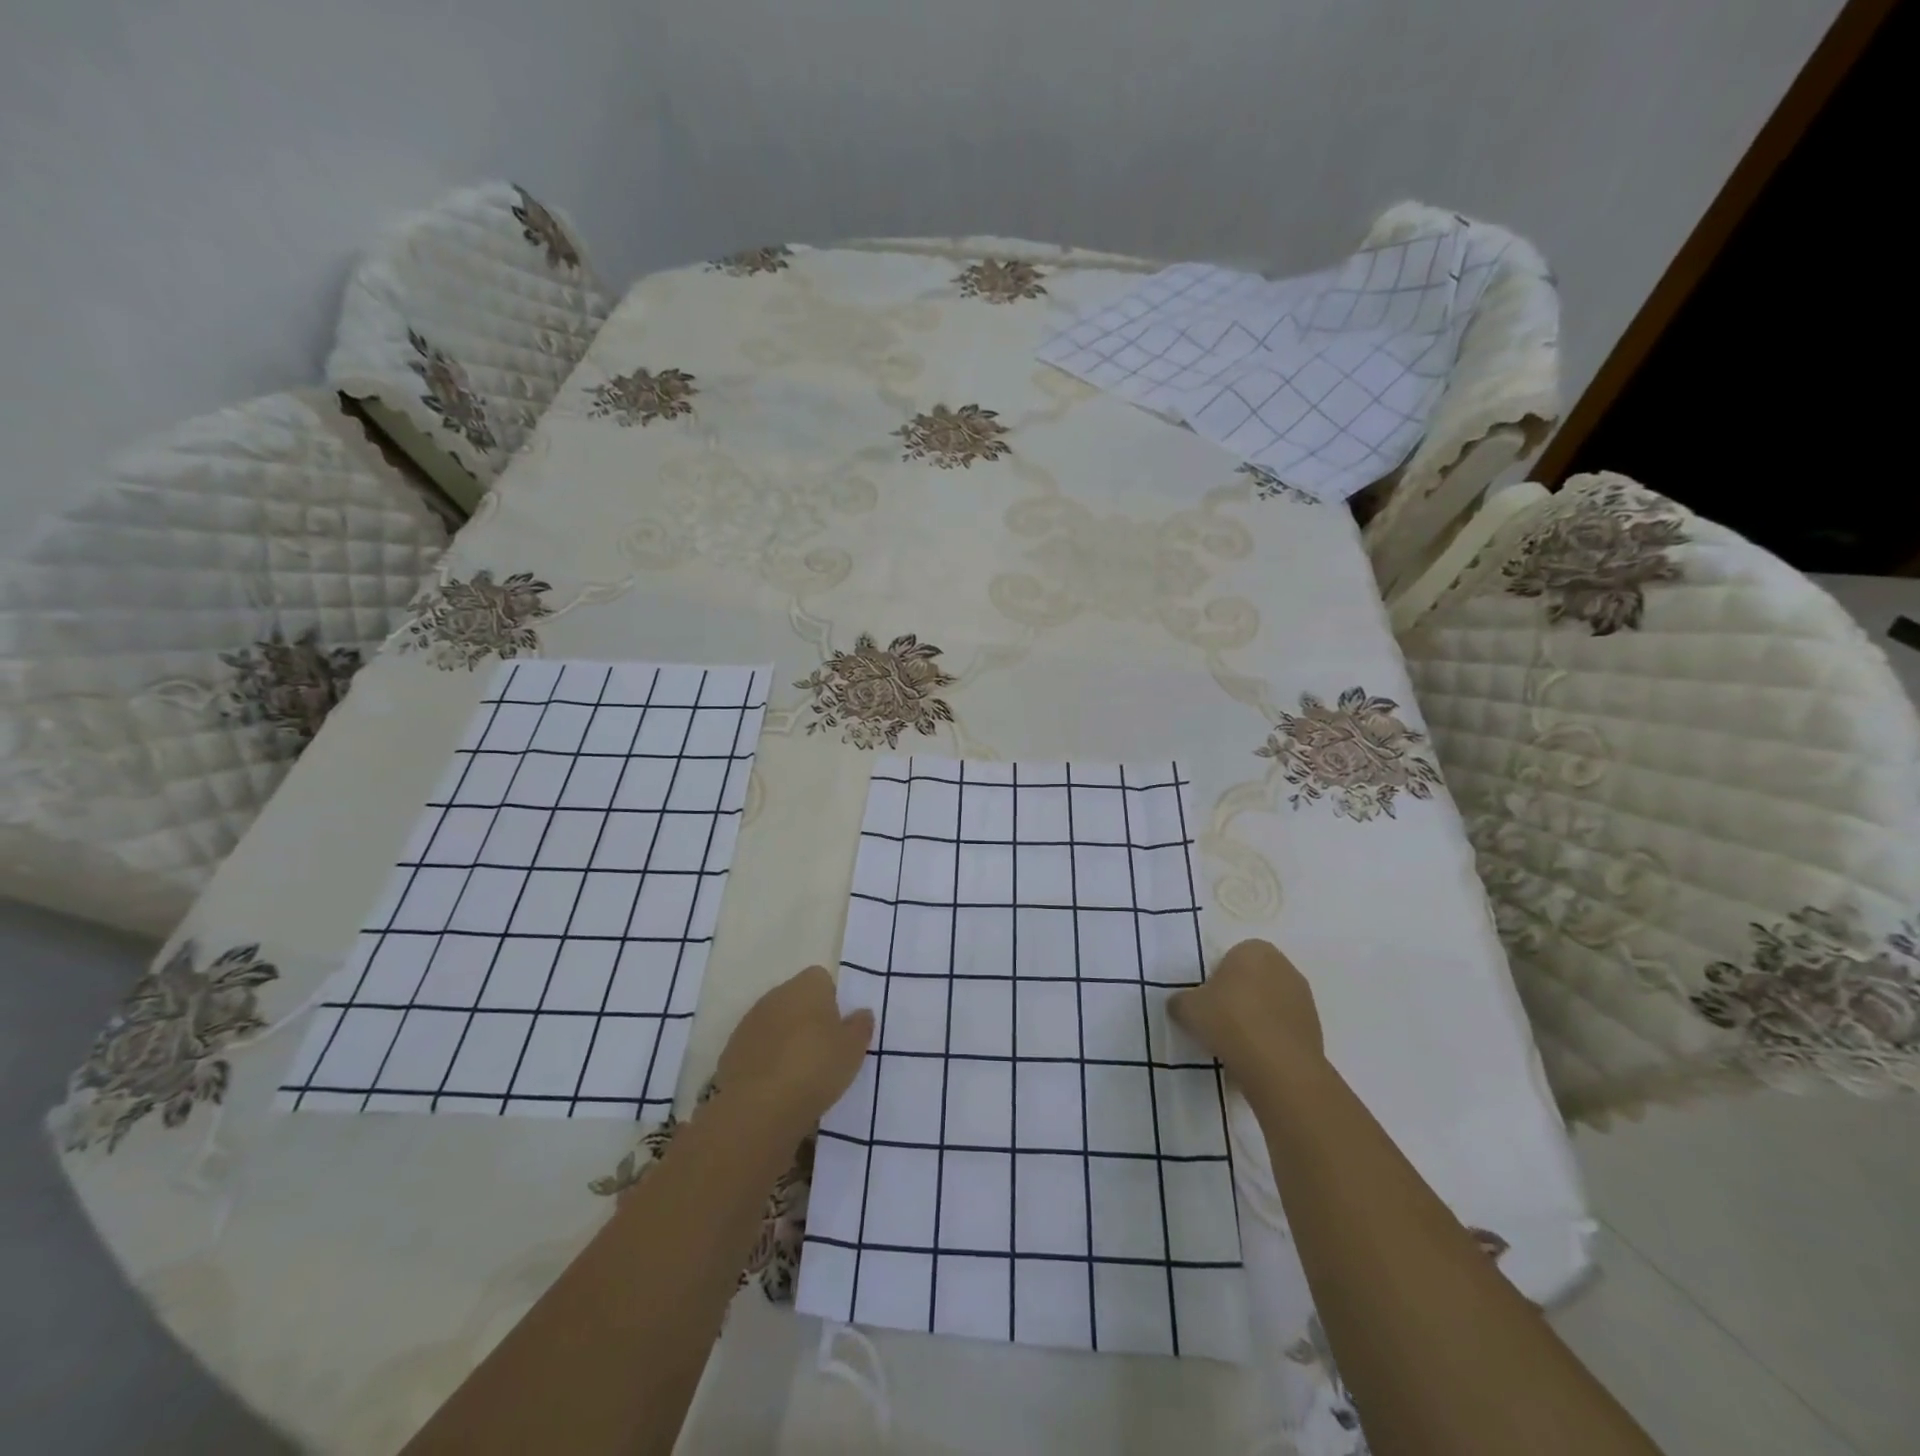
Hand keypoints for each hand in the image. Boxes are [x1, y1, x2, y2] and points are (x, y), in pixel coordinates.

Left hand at [715, 966, 873, 1143]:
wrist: (758, 1107)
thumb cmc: (815, 1068)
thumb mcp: (853, 1049)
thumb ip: (860, 1026)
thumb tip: (861, 1013)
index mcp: (807, 986)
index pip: (821, 979)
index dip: (832, 1000)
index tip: (839, 1028)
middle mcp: (776, 995)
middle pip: (796, 999)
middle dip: (808, 1018)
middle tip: (824, 1050)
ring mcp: (750, 1022)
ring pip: (775, 1022)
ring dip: (786, 1039)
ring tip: (800, 1073)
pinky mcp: (731, 1050)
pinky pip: (757, 1047)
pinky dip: (766, 1059)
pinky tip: (776, 1085)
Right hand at [1169, 939, 1324, 1086]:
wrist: (1279, 1067)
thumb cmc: (1229, 1021)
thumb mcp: (1187, 1008)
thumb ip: (1181, 1001)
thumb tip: (1181, 1005)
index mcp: (1254, 949)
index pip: (1229, 958)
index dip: (1215, 980)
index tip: (1207, 1003)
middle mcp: (1284, 966)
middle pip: (1252, 980)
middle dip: (1237, 998)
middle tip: (1218, 1022)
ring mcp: (1304, 998)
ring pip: (1269, 1005)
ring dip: (1256, 1019)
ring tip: (1237, 1045)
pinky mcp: (1315, 1029)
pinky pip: (1283, 1029)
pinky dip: (1270, 1040)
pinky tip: (1256, 1059)